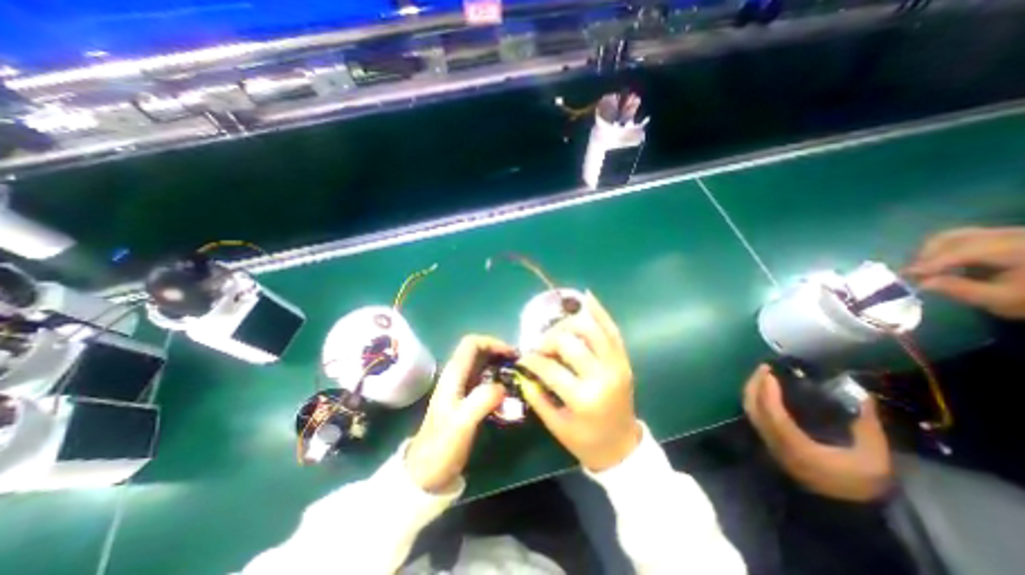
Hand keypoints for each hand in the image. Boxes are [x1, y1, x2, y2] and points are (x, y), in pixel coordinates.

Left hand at [407, 336, 515, 491]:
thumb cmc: (443, 446)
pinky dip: (497, 378)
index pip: (472, 343)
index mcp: (453, 375)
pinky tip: (508, 390)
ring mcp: (460, 387)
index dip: (492, 342)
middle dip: (499, 352)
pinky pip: (484, 379)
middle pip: (478, 351)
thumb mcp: (462, 423)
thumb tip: (503, 387)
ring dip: (499, 365)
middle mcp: (456, 376)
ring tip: (517, 375)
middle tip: (519, 364)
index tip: (511, 354)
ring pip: (482, 365)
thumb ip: (482, 400)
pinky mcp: (465, 399)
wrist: (427, 472)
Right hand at [522, 292, 637, 470]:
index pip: (550, 368)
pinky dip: (600, 312)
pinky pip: (612, 329)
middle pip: (570, 342)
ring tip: (558, 331)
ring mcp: (616, 364)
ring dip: (569, 323)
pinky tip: (587, 297)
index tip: (523, 358)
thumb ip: (536, 395)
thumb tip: (523, 369)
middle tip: (540, 346)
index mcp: (584, 398)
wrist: (622, 446)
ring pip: (591, 329)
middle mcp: (602, 376)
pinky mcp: (624, 359)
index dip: (532, 360)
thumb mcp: (555, 425)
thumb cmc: (585, 440)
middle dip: (549, 340)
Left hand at [746, 366, 889, 500]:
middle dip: (754, 385)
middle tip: (764, 368)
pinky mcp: (768, 441)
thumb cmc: (857, 483)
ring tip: (762, 375)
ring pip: (750, 410)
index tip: (770, 374)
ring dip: (752, 390)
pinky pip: (754, 415)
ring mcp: (768, 441)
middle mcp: (774, 441)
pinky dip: (754, 399)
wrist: (841, 508)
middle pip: (753, 408)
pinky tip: (763, 390)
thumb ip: (868, 428)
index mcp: (795, 445)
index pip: (772, 414)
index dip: (768, 392)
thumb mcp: (873, 459)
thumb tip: (866, 398)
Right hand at [904, 228, 1024, 318]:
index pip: (962, 251)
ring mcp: (1002, 233)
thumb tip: (922, 284)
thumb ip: (961, 290)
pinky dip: (941, 249)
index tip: (905, 275)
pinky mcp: (996, 236)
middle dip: (926, 256)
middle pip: (953, 239)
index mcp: (1015, 248)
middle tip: (913, 273)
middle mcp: (1008, 235)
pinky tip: (939, 263)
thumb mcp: (1000, 299)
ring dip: (930, 252)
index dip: (931, 263)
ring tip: (923, 269)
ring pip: (952, 236)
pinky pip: (959, 237)